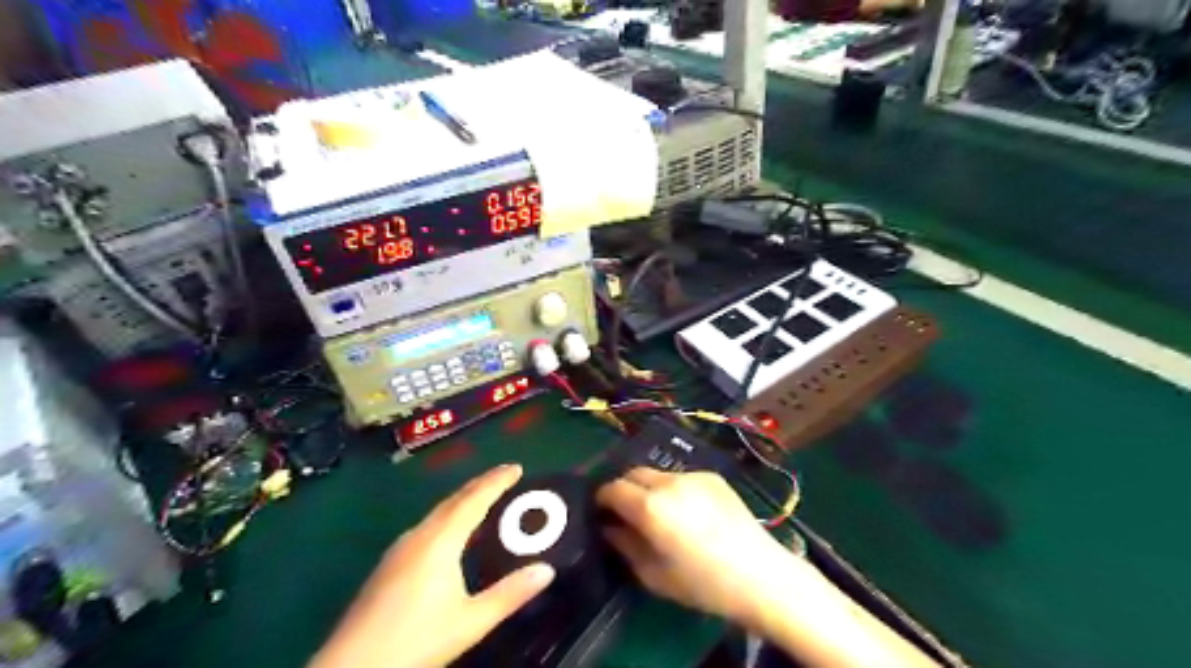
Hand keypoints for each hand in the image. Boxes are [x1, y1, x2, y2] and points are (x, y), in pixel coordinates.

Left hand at [314, 465, 561, 667]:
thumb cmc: (416, 640)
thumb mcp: (471, 621)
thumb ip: (510, 594)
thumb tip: (547, 570)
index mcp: (440, 541)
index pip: (474, 499)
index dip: (497, 481)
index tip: (517, 467)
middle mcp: (418, 536)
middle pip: (454, 500)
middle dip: (481, 485)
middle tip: (505, 476)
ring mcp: (399, 549)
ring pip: (437, 513)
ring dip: (463, 500)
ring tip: (483, 499)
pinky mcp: (388, 564)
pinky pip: (426, 526)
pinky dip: (447, 517)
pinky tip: (449, 533)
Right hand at [600, 467, 804, 627]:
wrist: (760, 575)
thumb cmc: (703, 584)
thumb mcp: (654, 575)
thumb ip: (625, 545)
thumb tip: (610, 528)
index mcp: (650, 506)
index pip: (612, 488)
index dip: (602, 499)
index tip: (602, 513)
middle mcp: (669, 482)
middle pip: (633, 473)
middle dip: (624, 489)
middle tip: (627, 513)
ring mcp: (693, 476)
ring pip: (658, 474)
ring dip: (649, 489)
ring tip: (660, 514)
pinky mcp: (713, 477)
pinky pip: (681, 478)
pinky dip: (674, 490)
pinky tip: (688, 513)